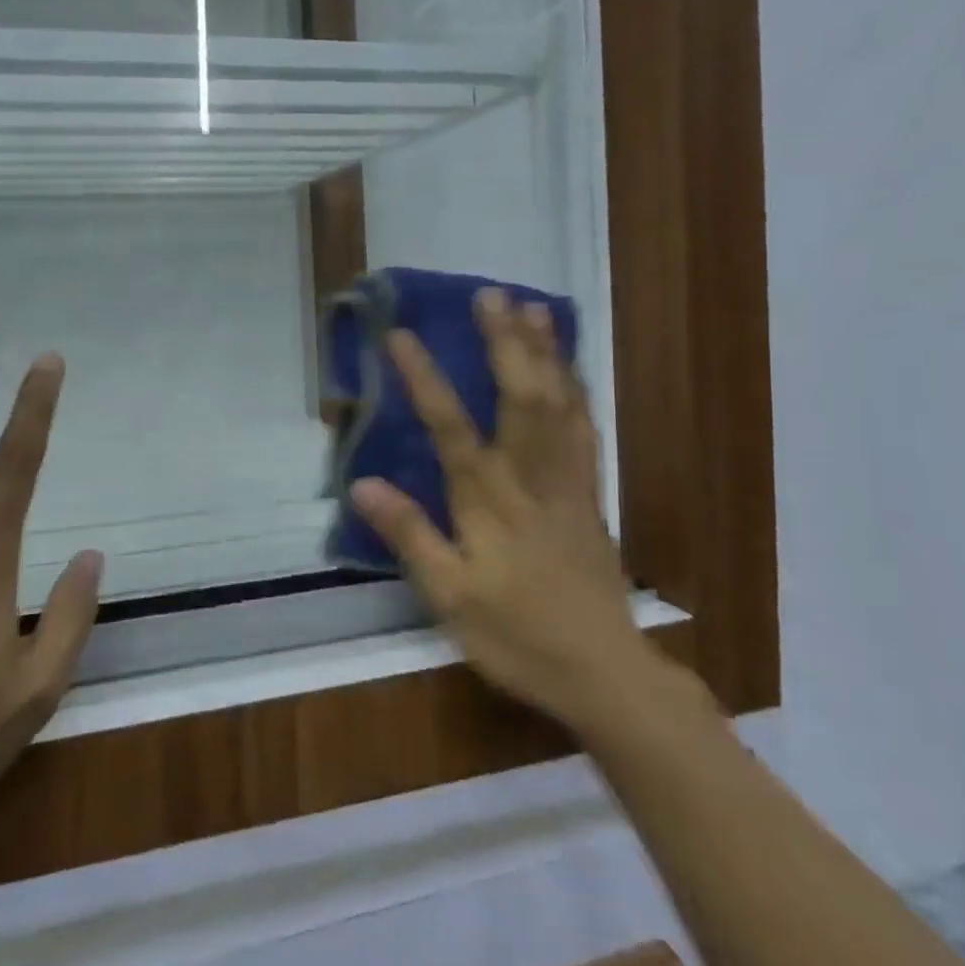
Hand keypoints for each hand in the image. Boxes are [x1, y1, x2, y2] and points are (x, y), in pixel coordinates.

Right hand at [350, 289, 653, 733]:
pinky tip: (570, 369)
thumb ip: (409, 535)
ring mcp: (568, 481)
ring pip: (560, 403)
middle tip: (491, 294)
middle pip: (521, 395)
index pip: (449, 426)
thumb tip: (361, 482)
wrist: (603, 671)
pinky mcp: (590, 493)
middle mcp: (531, 477)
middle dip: (505, 342)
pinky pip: (584, 427)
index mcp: (489, 500)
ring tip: (535, 309)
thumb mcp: (449, 596)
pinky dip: (576, 388)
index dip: (424, 377)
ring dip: (546, 352)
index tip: (400, 334)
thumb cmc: (517, 635)